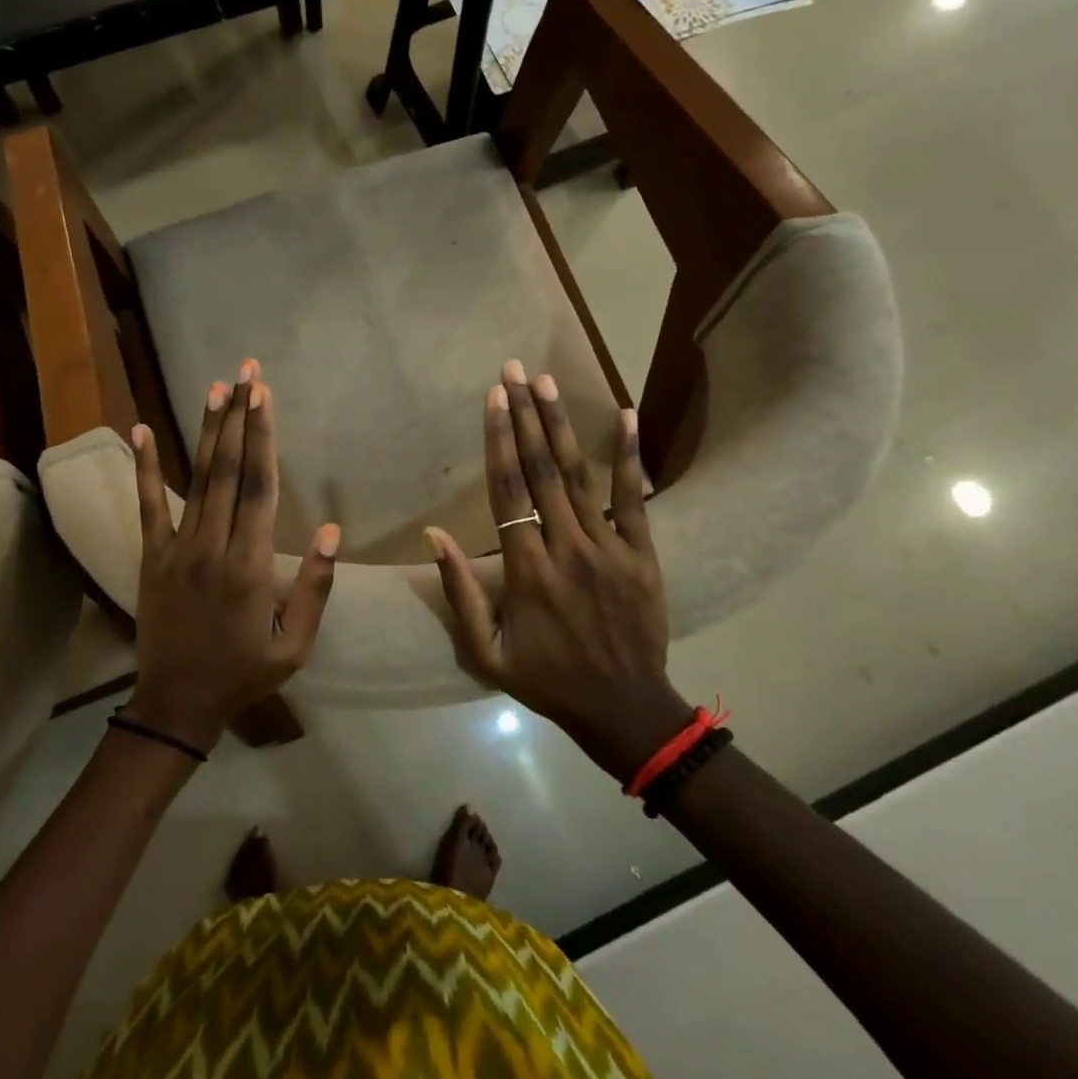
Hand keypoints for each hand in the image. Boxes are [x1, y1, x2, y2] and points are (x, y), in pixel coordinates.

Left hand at [126, 360, 338, 752]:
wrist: (177, 704)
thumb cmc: (244, 673)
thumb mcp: (295, 645)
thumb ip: (314, 587)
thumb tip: (333, 532)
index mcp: (250, 564)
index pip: (259, 487)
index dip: (263, 438)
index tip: (265, 396)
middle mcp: (213, 545)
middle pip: (228, 470)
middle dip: (239, 417)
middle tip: (245, 373)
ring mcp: (177, 548)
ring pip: (195, 479)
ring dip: (206, 430)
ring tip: (214, 388)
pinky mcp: (151, 556)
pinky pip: (148, 506)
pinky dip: (144, 467)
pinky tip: (140, 430)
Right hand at [427, 360, 689, 782]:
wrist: (623, 707)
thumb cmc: (546, 679)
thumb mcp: (486, 652)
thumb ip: (460, 593)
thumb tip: (435, 535)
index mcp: (526, 570)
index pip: (507, 491)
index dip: (498, 440)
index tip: (492, 398)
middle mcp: (566, 547)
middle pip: (543, 470)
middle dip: (526, 416)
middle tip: (514, 370)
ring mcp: (609, 547)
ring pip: (581, 476)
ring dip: (563, 425)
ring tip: (548, 383)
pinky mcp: (642, 553)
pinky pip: (635, 498)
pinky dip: (630, 455)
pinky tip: (626, 415)